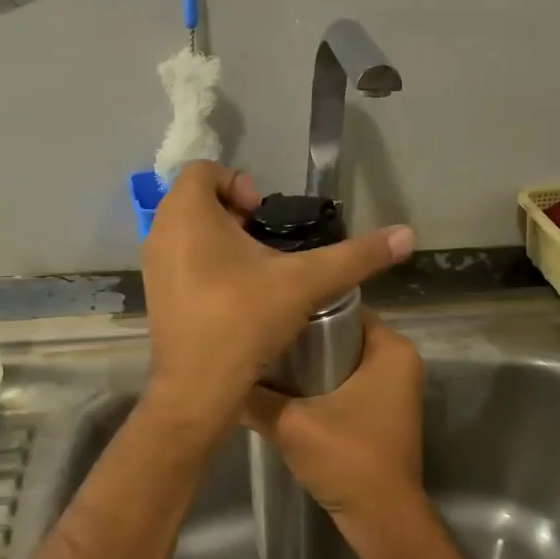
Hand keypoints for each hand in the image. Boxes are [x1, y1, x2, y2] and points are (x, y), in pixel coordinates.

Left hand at [140, 162, 413, 428]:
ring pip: (187, 232)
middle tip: (265, 243)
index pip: (206, 169)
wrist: (198, 389)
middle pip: (197, 199)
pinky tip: (236, 296)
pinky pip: (180, 261)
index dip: (240, 183)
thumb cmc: (244, 320)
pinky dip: (205, 265)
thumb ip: (356, 256)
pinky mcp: (155, 295)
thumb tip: (406, 235)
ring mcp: (152, 266)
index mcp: (187, 213)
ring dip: (220, 240)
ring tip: (257, 270)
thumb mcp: (306, 282)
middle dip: (234, 213)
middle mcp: (160, 232)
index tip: (264, 217)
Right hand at [241, 313, 429, 551]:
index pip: (340, 306)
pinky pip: (346, 381)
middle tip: (257, 335)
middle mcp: (399, 360)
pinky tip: (282, 389)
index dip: (301, 307)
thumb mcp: (291, 424)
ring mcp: (392, 386)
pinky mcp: (382, 409)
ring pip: (340, 359)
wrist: (382, 519)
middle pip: (339, 332)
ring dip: (306, 362)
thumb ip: (255, 397)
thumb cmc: (348, 460)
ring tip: (262, 357)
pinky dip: (319, 383)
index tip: (265, 311)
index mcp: (391, 348)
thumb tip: (216, 375)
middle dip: (300, 335)